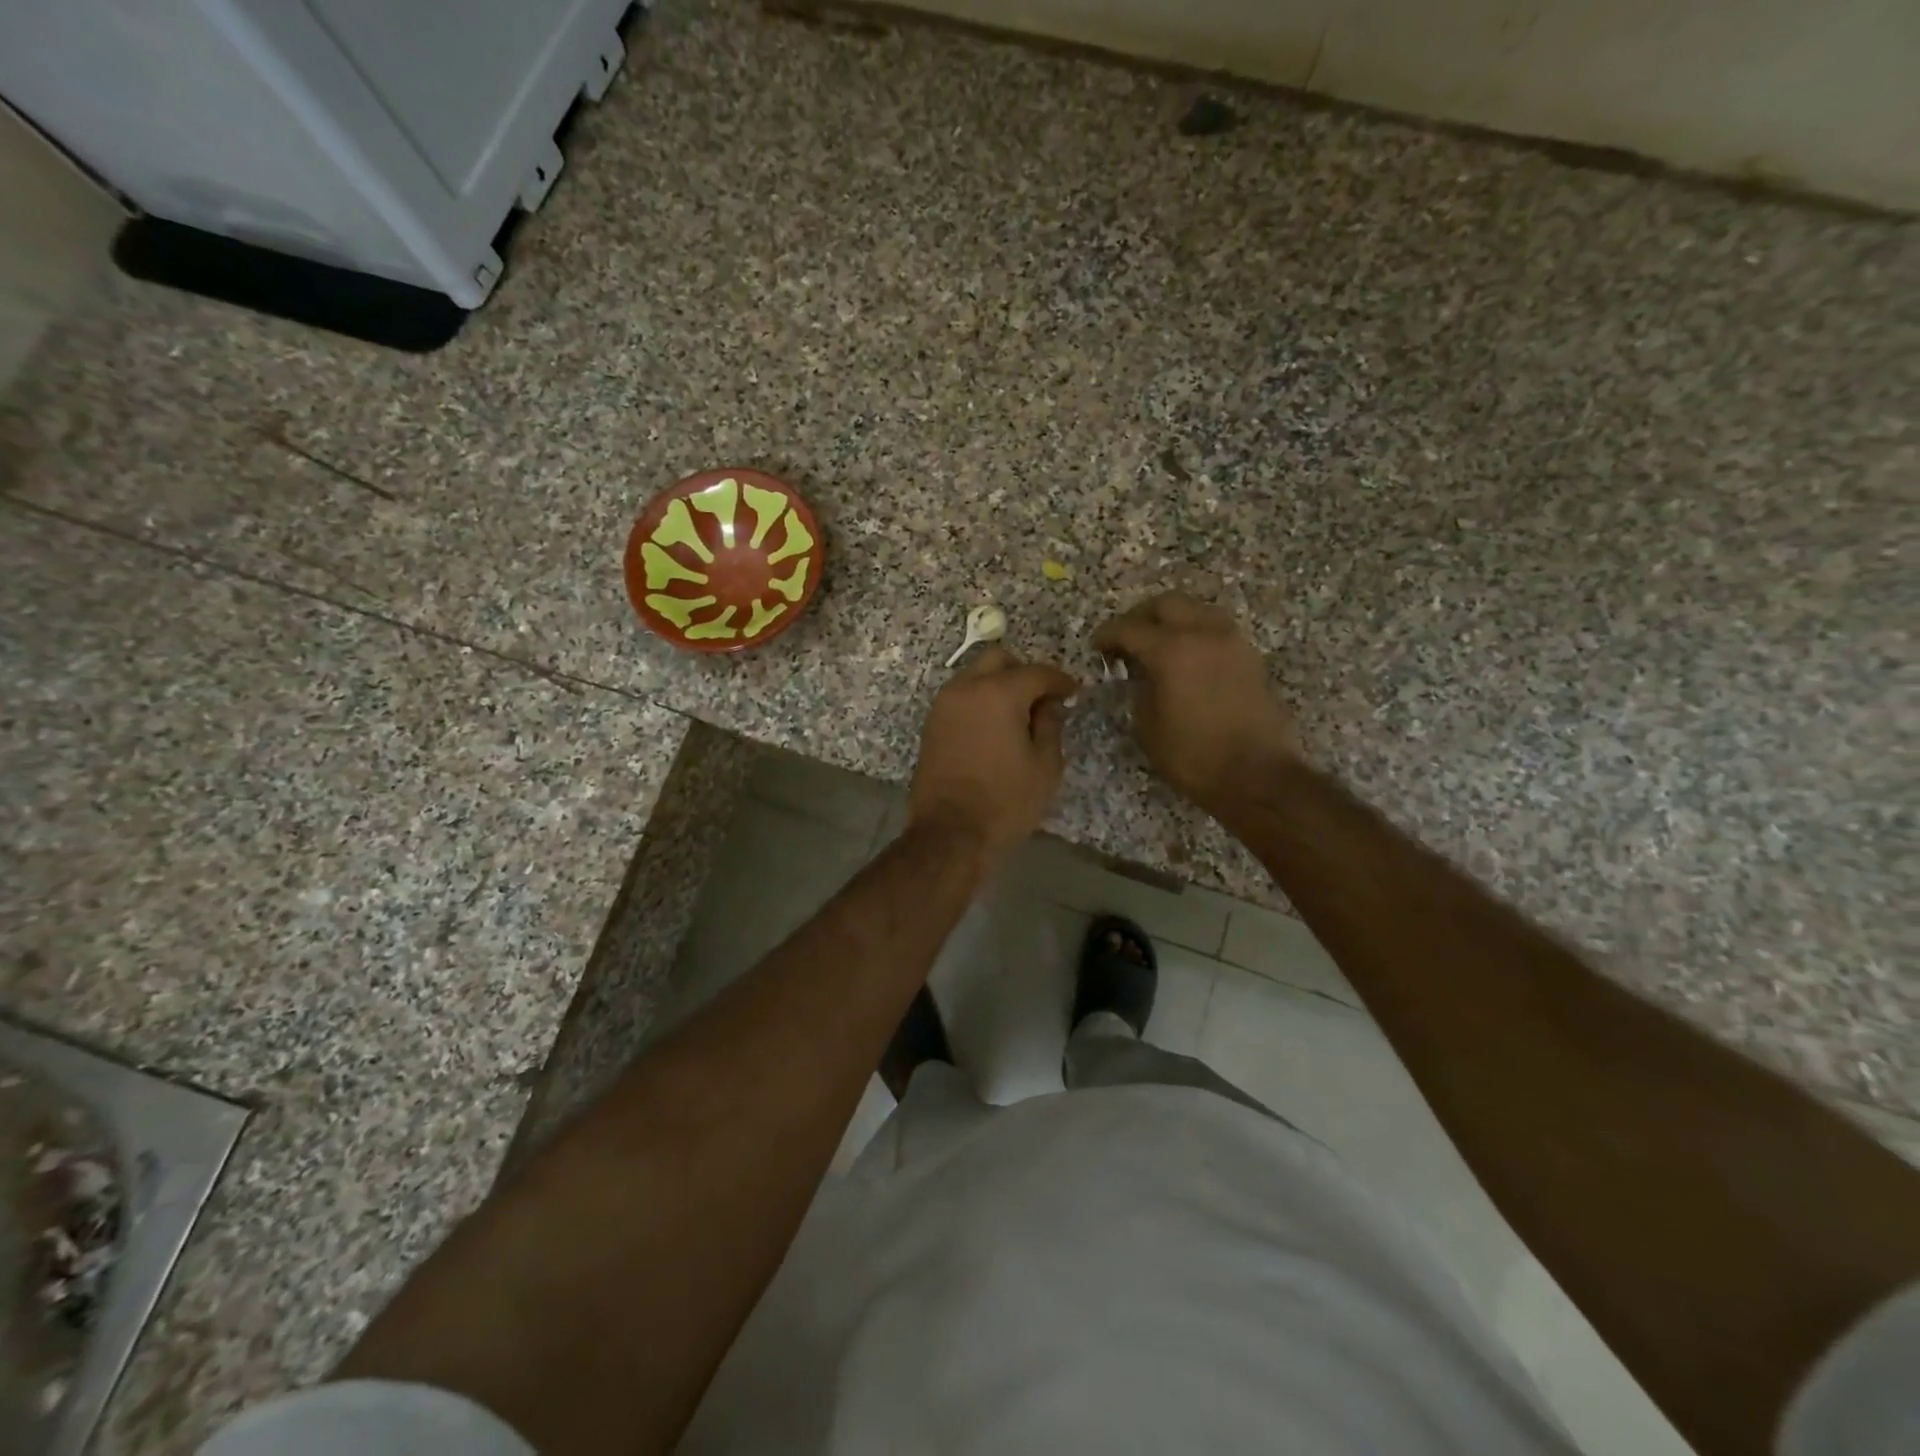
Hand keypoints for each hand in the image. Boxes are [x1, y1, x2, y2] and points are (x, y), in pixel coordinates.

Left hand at [908, 646, 1077, 861]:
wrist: (950, 833)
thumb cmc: (1006, 801)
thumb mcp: (1045, 765)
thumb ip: (1050, 725)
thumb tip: (1048, 705)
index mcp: (998, 693)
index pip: (1037, 672)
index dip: (1060, 681)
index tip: (1073, 693)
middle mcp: (966, 688)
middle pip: (998, 659)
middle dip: (1024, 672)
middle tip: (1042, 698)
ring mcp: (943, 704)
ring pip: (975, 675)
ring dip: (998, 685)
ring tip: (1018, 715)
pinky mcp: (931, 724)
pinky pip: (961, 697)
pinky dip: (980, 701)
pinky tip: (994, 727)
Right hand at [1093, 593, 1300, 813]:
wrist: (1257, 776)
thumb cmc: (1193, 756)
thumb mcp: (1148, 726)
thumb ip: (1140, 688)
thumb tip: (1141, 674)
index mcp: (1172, 650)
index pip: (1130, 628)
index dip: (1108, 635)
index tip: (1097, 646)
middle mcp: (1204, 634)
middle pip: (1167, 604)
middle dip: (1140, 616)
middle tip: (1126, 639)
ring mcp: (1232, 642)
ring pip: (1196, 610)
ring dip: (1172, 620)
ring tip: (1157, 646)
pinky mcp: (1250, 657)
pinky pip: (1216, 629)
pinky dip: (1195, 634)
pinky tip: (1185, 659)